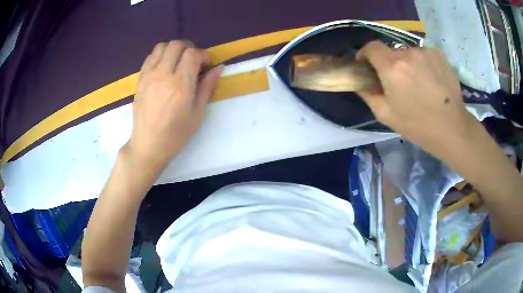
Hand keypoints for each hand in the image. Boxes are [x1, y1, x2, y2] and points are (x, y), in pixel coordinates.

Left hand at [126, 40, 221, 168]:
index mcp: (180, 85)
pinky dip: (160, 55)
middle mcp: (163, 75)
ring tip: (178, 61)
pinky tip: (164, 68)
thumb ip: (207, 87)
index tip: (205, 64)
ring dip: (173, 49)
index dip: (202, 54)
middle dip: (189, 48)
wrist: (148, 144)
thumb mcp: (197, 113)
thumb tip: (218, 68)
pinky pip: (150, 57)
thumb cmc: (176, 134)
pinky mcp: (140, 79)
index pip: (192, 54)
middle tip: (193, 60)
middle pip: (176, 44)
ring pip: (161, 46)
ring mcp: (148, 75)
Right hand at [356, 41, 474, 156]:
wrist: (451, 128)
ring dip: (408, 64)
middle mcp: (408, 53)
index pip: (371, 47)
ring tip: (417, 83)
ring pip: (409, 53)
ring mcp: (425, 52)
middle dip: (389, 63)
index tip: (367, 65)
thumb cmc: (417, 125)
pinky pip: (423, 55)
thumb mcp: (385, 114)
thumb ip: (368, 94)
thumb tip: (359, 82)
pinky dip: (422, 64)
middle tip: (397, 82)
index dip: (365, 54)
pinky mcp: (439, 55)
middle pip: (391, 51)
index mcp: (392, 66)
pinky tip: (430, 80)